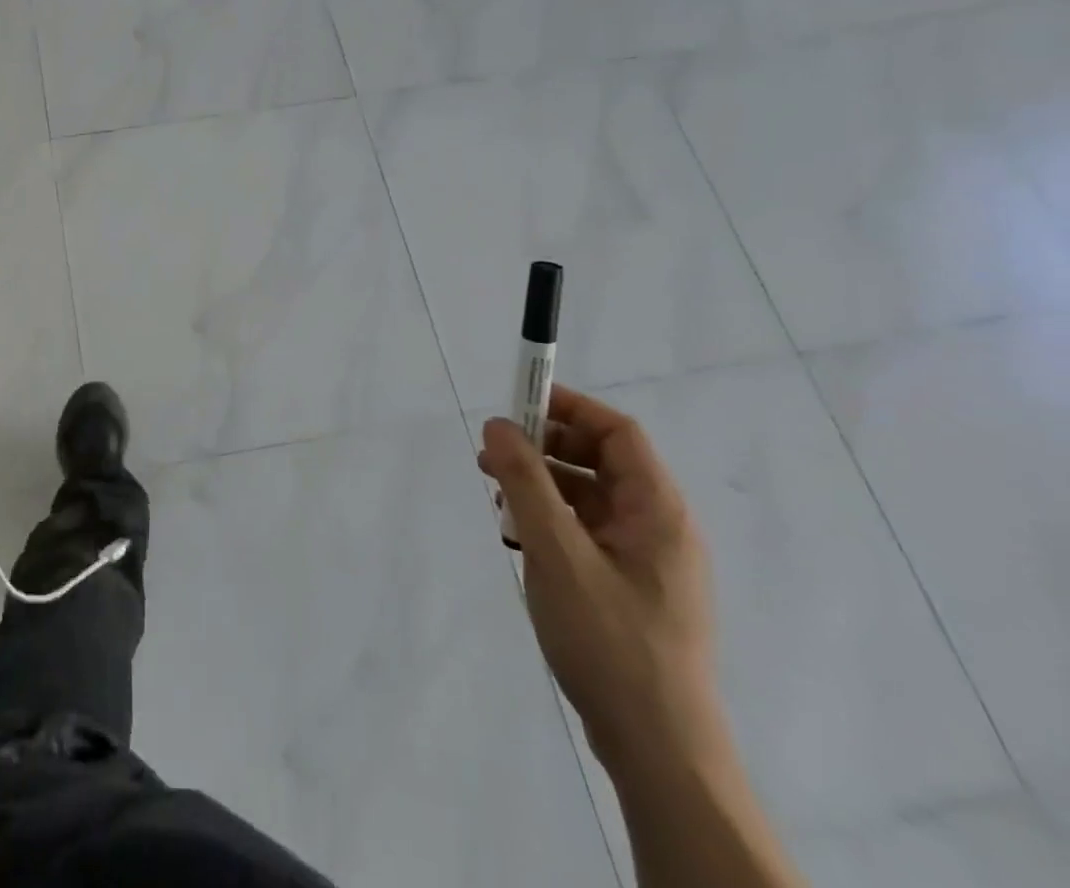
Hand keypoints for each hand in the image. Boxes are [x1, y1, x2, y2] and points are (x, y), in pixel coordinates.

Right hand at [478, 386, 726, 781]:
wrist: (658, 750)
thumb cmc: (609, 640)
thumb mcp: (555, 551)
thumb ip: (525, 482)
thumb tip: (500, 424)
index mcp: (657, 512)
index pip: (617, 432)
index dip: (569, 408)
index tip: (516, 403)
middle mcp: (659, 529)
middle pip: (601, 462)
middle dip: (545, 449)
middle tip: (493, 455)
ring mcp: (647, 563)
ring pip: (589, 499)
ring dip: (541, 487)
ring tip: (497, 501)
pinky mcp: (631, 591)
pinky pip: (587, 533)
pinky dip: (550, 523)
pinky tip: (518, 541)